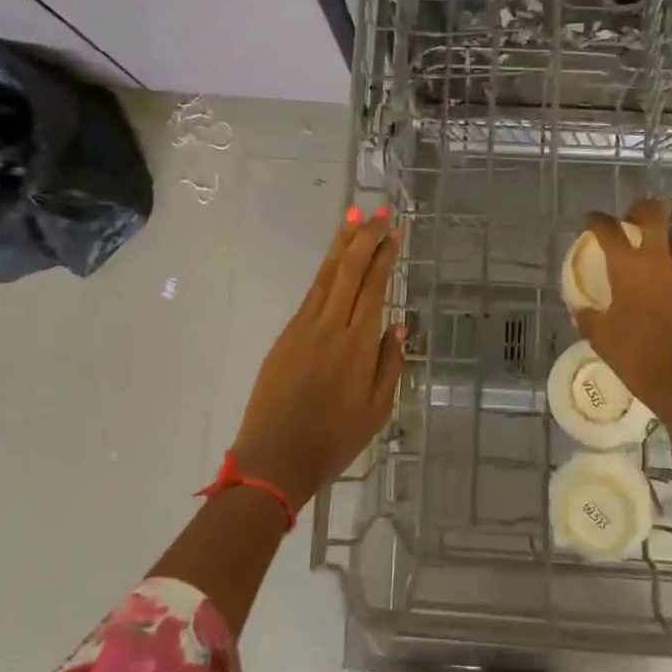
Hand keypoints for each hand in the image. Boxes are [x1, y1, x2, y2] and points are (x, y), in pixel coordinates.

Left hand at [230, 207, 404, 510]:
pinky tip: (333, 261)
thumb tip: (398, 327)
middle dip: (365, 237)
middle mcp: (330, 327)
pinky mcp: (285, 336)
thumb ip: (389, 365)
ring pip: (326, 276)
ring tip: (353, 216)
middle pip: (348, 271)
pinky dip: (325, 271)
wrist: (273, 460)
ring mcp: (303, 328)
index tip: (393, 232)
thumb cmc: (333, 441)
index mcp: (357, 345)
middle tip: (379, 211)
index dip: (384, 256)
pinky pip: (311, 294)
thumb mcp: (377, 411)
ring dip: (341, 244)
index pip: (373, 288)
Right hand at [574, 199, 671, 427]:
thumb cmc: (638, 359)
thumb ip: (588, 316)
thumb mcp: (602, 339)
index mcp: (629, 269)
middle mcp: (661, 263)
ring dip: (665, 249)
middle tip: (632, 220)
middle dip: (642, 210)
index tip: (590, 220)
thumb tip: (580, 306)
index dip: (597, 220)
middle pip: (655, 215)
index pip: (609, 230)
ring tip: (655, 265)